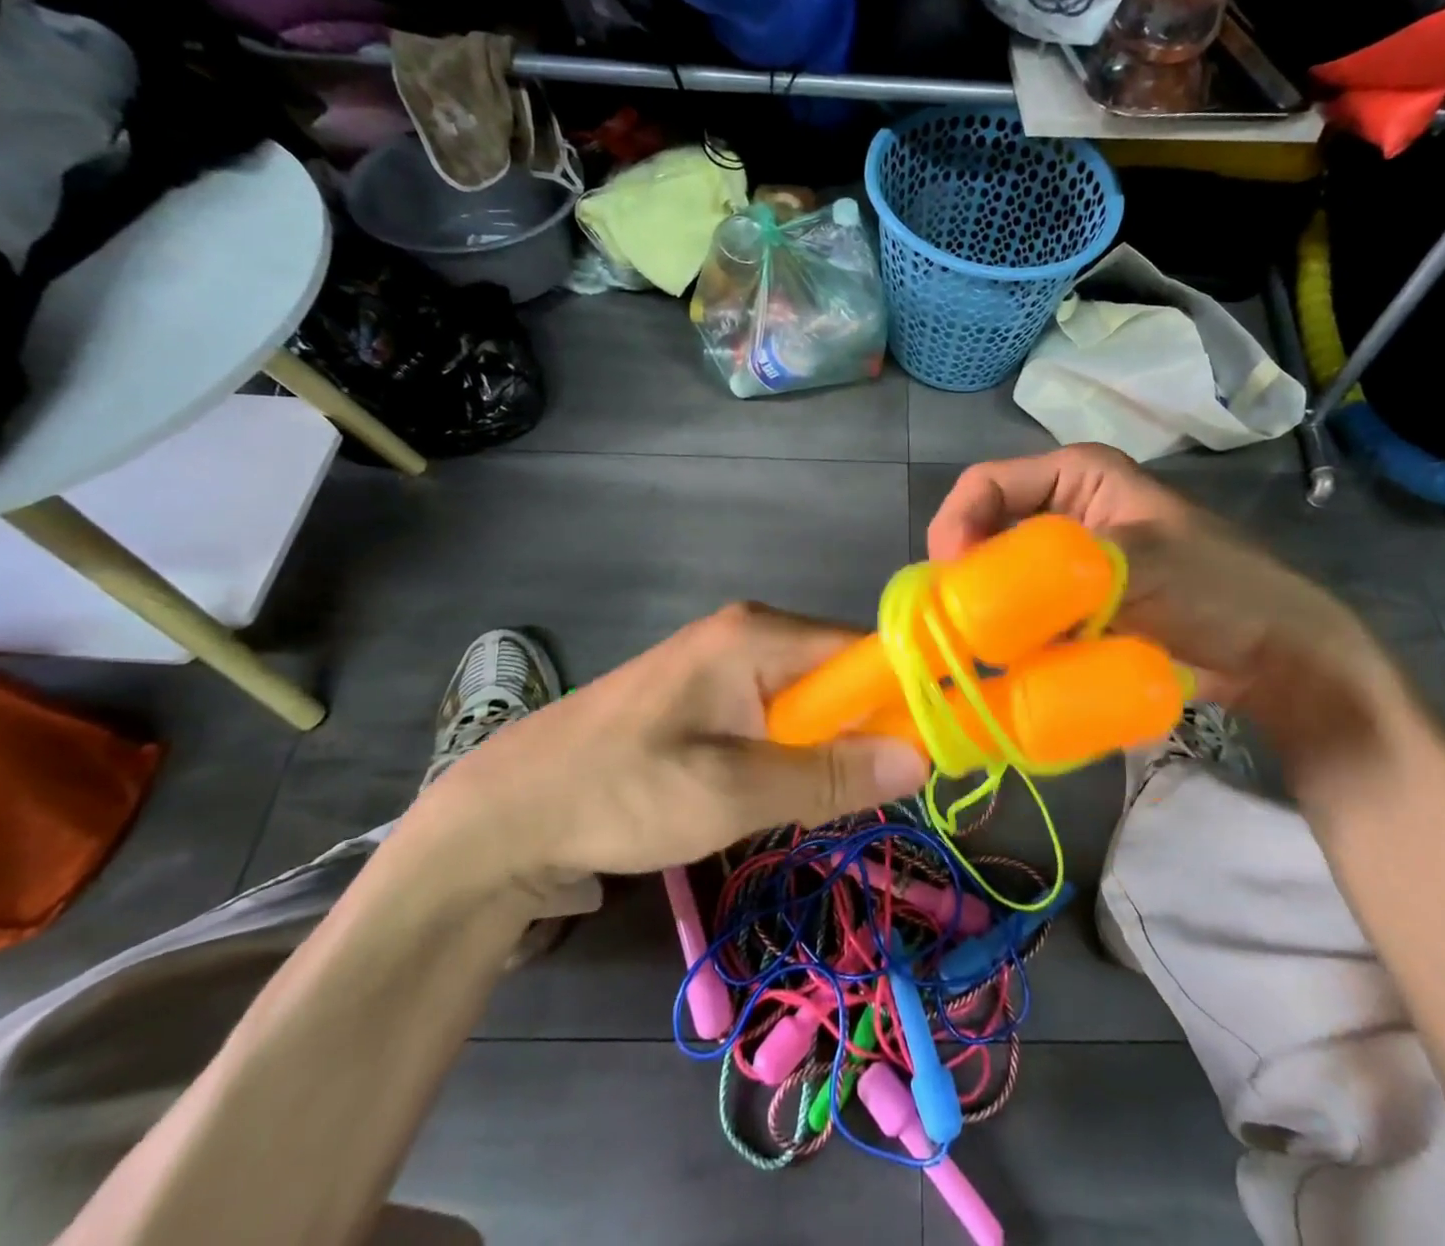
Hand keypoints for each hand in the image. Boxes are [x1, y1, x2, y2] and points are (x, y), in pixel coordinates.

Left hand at [405, 605, 929, 916]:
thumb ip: (828, 774)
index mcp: (757, 634)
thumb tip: (922, 758)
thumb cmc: (622, 791)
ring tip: (817, 800)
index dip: (905, 695)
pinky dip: (791, 751)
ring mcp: (725, 661)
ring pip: (810, 699)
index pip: (864, 650)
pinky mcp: (708, 693)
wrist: (510, 811)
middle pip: (840, 673)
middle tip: (867, 793)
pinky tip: (775, 789)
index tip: (934, 751)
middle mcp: (748, 632)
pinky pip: (777, 713)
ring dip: (825, 748)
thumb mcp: (732, 791)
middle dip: (862, 731)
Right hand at [927, 444, 1418, 799]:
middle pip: (985, 533)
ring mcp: (1065, 566)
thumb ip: (1060, 568)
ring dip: (986, 613)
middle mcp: (1062, 514)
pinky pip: (1022, 617)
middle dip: (967, 577)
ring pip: (1000, 581)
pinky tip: (1006, 666)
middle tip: (957, 626)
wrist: (1274, 655)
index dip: (957, 523)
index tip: (951, 579)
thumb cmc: (1217, 588)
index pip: (987, 483)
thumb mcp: (1140, 562)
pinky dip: (1011, 639)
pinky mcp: (1071, 609)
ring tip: (978, 652)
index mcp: (1075, 477)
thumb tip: (979, 593)